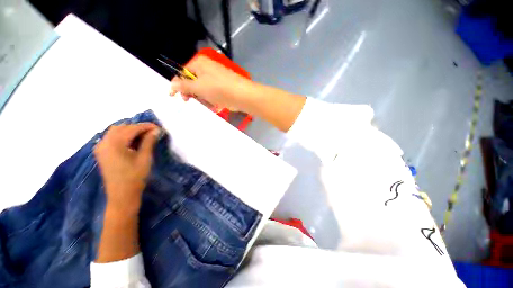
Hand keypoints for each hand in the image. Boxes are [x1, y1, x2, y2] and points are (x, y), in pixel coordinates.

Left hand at [94, 123, 159, 214]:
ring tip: (144, 135)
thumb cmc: (135, 176)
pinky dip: (123, 136)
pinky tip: (132, 141)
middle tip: (152, 132)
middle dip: (137, 127)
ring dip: (130, 131)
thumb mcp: (145, 158)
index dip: (146, 126)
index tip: (158, 127)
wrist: (122, 195)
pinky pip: (111, 138)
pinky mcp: (102, 152)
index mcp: (114, 144)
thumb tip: (156, 130)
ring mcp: (101, 147)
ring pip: (115, 131)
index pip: (131, 129)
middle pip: (122, 127)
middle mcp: (104, 142)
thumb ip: (149, 141)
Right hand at [169, 55, 255, 111]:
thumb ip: (184, 85)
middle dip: (192, 92)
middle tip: (190, 100)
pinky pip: (212, 94)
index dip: (177, 84)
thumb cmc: (219, 89)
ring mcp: (216, 79)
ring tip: (209, 102)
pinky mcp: (223, 88)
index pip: (183, 72)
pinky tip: (215, 104)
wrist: (242, 96)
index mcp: (200, 64)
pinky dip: (211, 100)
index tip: (173, 95)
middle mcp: (208, 69)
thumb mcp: (198, 87)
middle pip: (193, 81)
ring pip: (203, 90)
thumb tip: (172, 84)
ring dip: (203, 98)